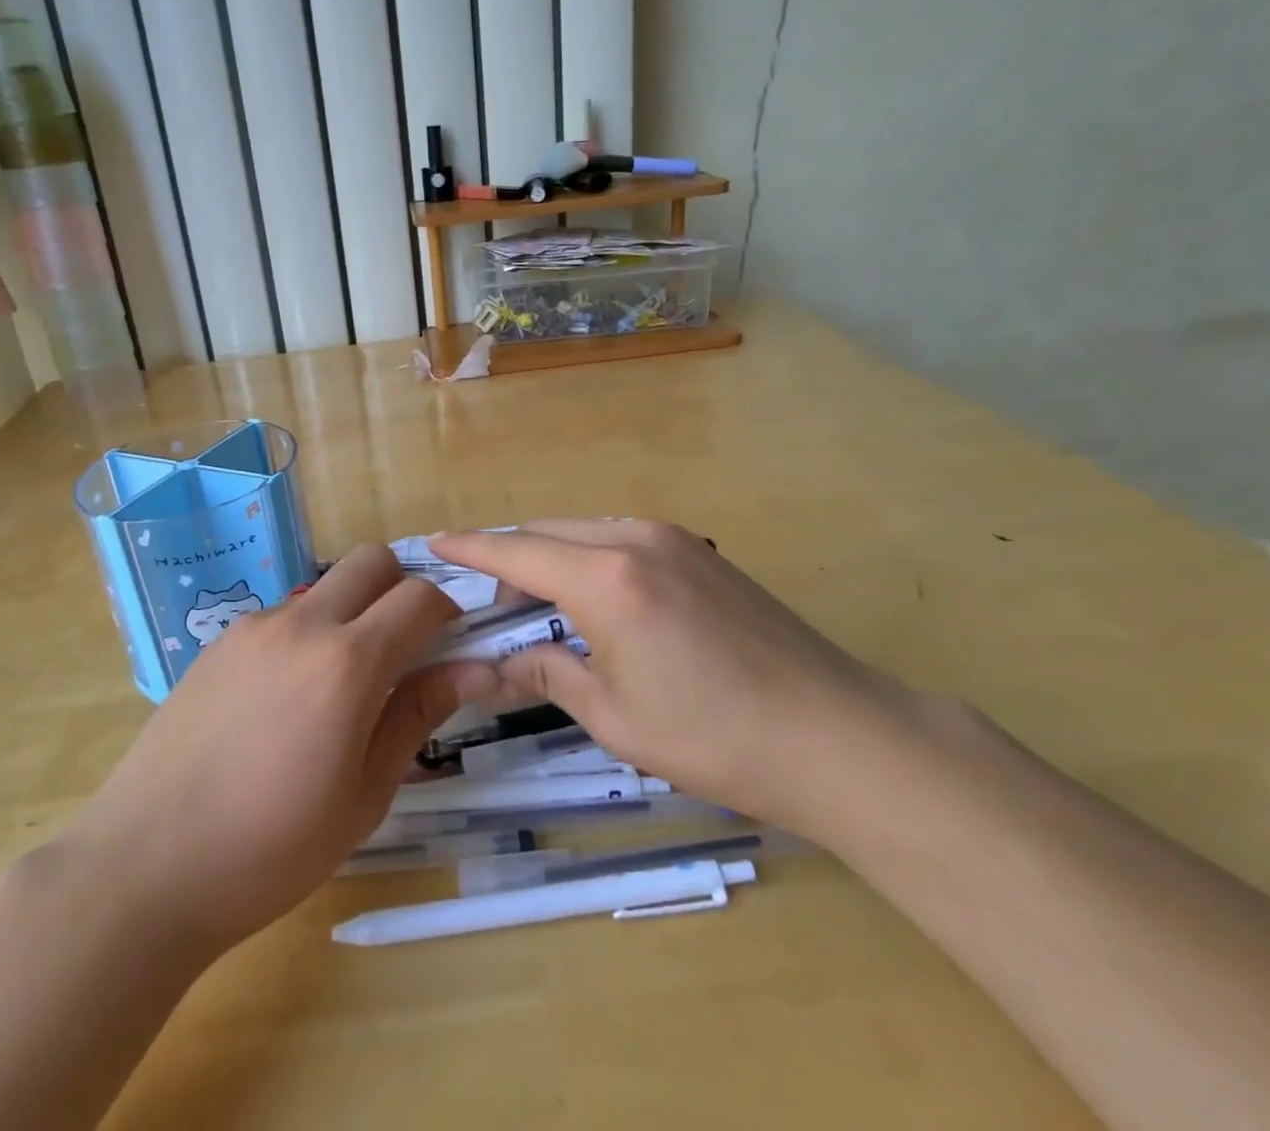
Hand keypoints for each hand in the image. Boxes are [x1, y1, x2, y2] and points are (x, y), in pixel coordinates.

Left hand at [64, 545, 498, 958]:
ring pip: (324, 589)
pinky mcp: (218, 644)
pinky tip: (283, 703)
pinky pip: (281, 617)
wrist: (143, 868)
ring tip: (337, 690)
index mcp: (347, 663)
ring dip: (350, 614)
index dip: (448, 612)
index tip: (453, 646)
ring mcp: (253, 628)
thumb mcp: (364, 794)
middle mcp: (301, 625)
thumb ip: (418, 715)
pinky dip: (305, 636)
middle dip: (400, 588)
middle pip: (370, 561)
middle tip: (403, 649)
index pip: (419, 597)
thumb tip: (478, 670)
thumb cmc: (270, 849)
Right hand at [430, 520, 922, 834]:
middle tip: (490, 604)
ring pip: (586, 532)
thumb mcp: (614, 717)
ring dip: (553, 558)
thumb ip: (548, 674)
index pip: (516, 552)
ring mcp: (674, 539)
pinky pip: (622, 539)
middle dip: (511, 558)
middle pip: (549, 533)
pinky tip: (596, 600)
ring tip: (540, 606)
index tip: (434, 544)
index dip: (471, 548)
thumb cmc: (713, 736)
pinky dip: (590, 559)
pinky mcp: (702, 551)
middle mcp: (635, 539)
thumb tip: (502, 662)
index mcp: (605, 579)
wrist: (834, 734)